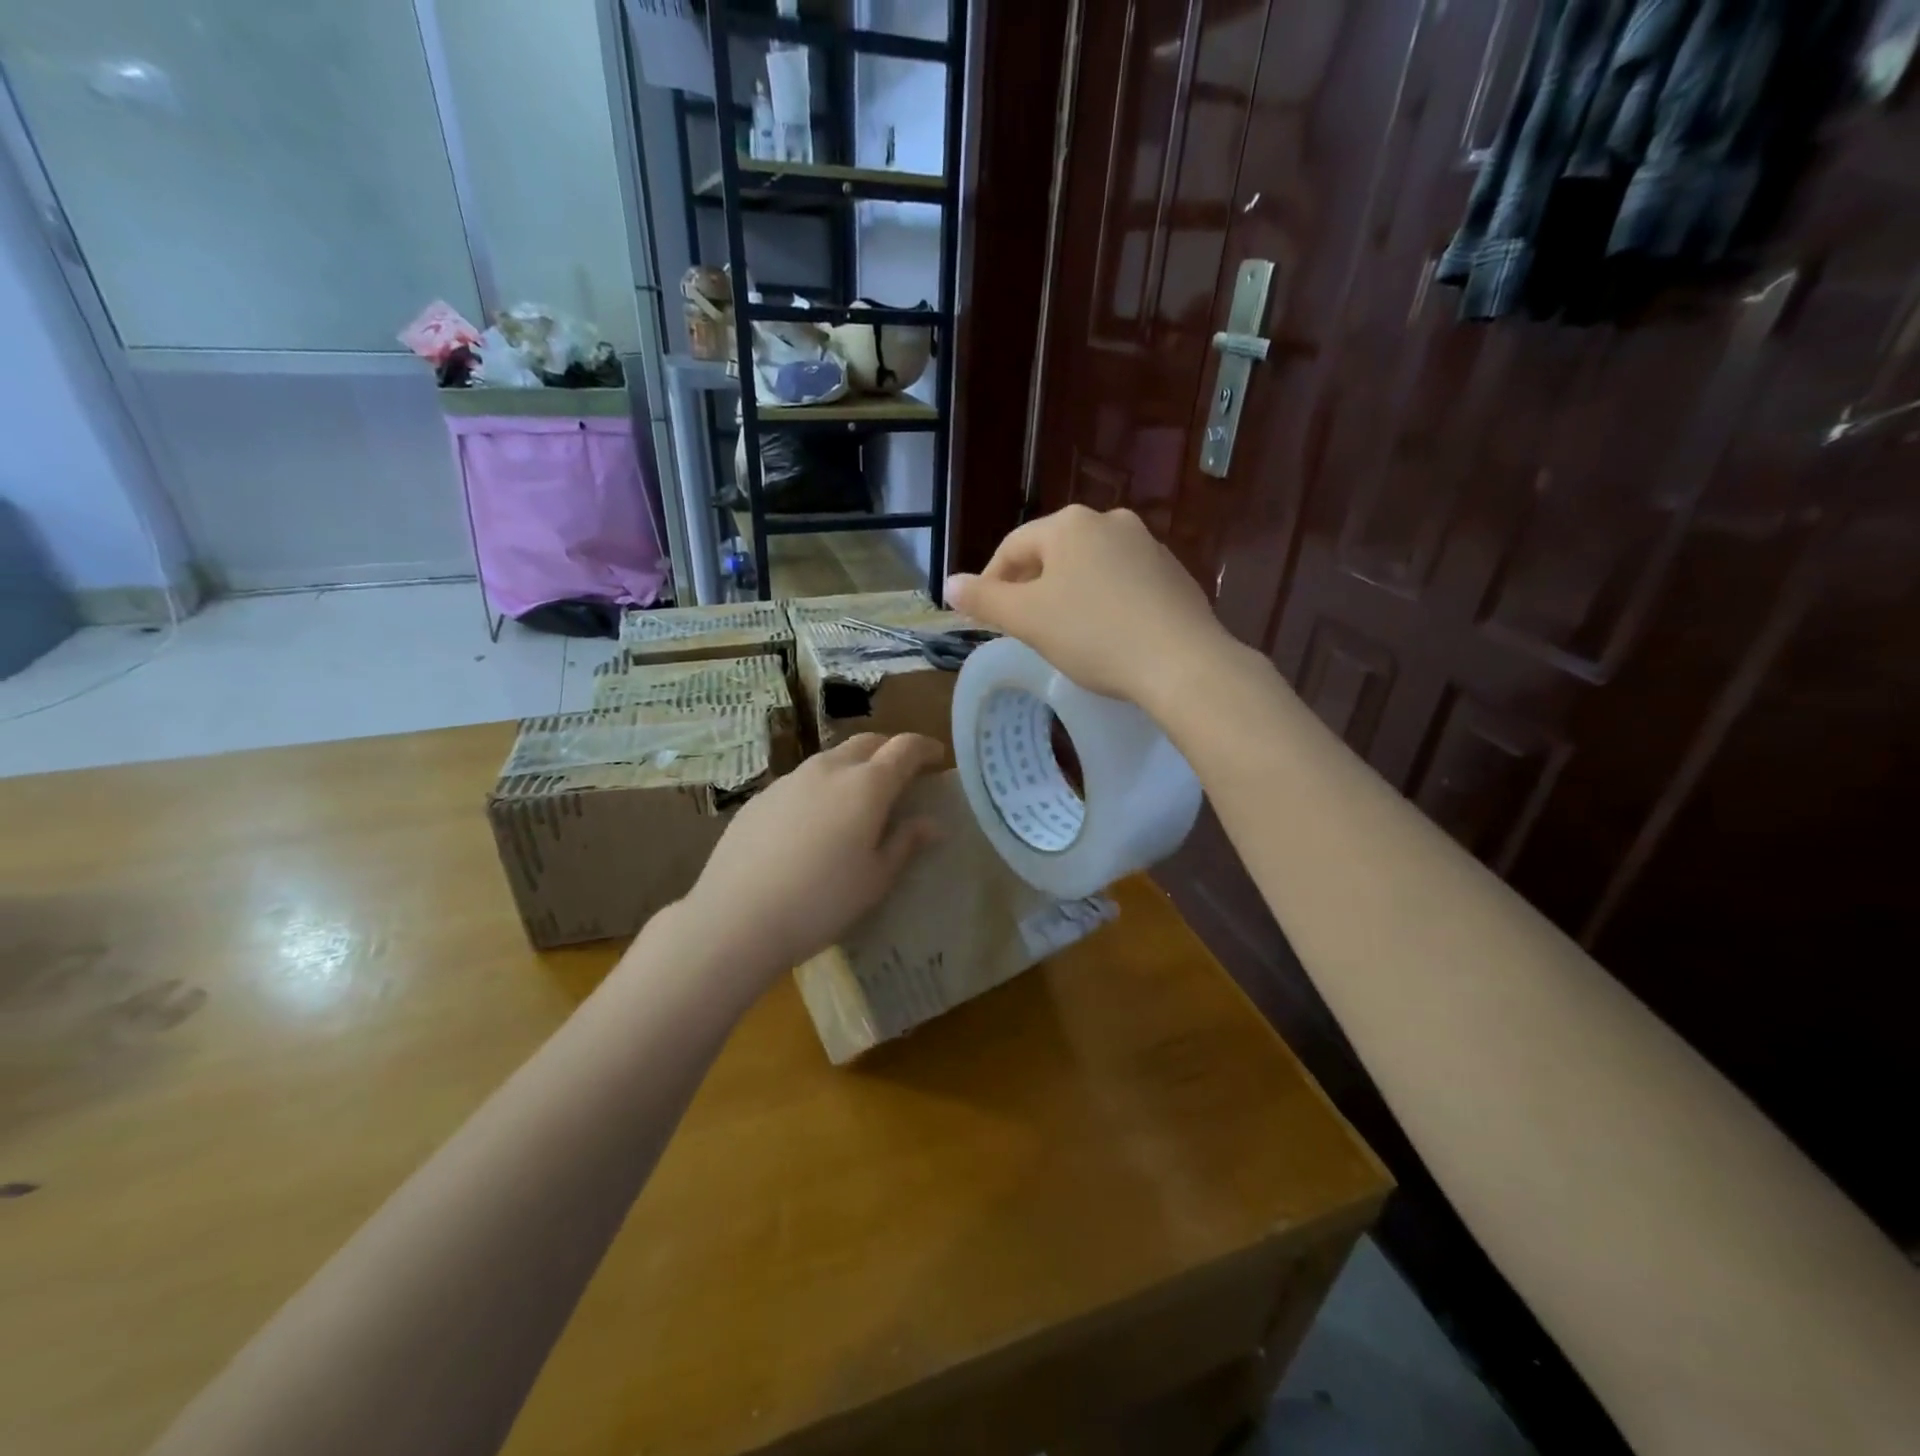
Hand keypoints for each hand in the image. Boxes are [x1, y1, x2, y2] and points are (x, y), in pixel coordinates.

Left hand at [683, 732, 943, 974]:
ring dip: (854, 766)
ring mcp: (789, 780)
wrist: (736, 917)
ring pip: (831, 758)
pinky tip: (814, 821)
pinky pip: (802, 780)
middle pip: (867, 742)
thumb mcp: (875, 879)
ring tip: (858, 797)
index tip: (938, 757)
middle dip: (890, 750)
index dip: (925, 748)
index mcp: (866, 786)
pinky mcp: (761, 797)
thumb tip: (932, 824)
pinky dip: (821, 786)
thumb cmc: (821, 902)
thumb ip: (905, 843)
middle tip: (902, 774)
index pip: (905, 748)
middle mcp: (829, 770)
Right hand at [944, 505, 1236, 703]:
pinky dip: (1104, 601)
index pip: (1013, 547)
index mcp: (1068, 525)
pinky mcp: (1173, 573)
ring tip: (1064, 633)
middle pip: (1053, 553)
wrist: (1181, 662)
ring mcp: (1148, 545)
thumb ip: (984, 600)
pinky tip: (1107, 634)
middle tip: (1023, 627)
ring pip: (1090, 567)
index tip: (986, 617)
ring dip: (1068, 593)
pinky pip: (1123, 582)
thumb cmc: (1093, 635)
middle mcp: (1109, 521)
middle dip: (1031, 587)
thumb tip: (949, 584)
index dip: (992, 582)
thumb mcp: (1027, 620)